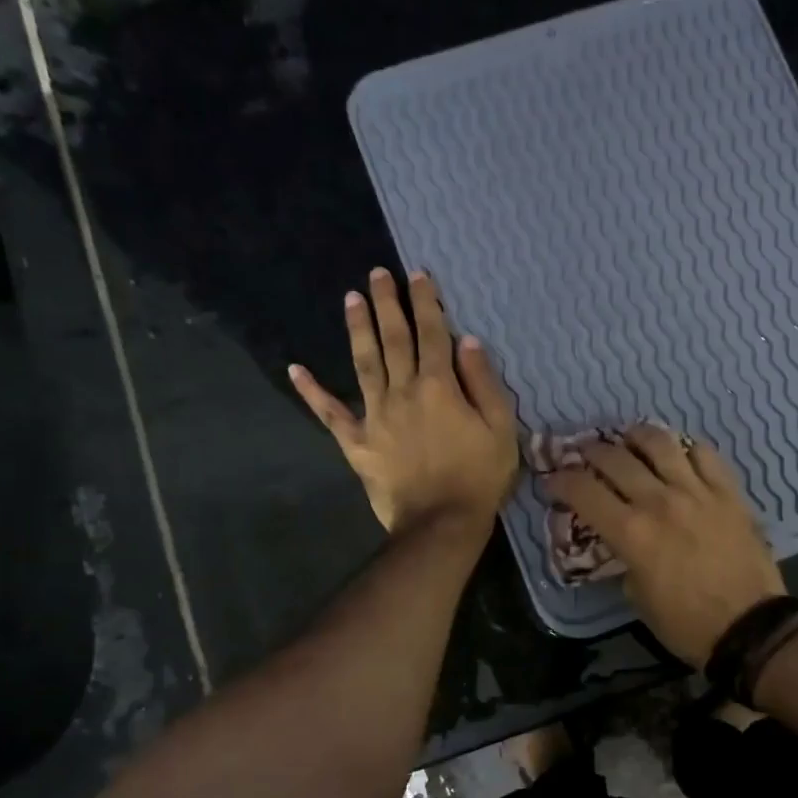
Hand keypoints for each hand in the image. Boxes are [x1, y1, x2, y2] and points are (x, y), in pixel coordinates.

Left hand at [289, 268, 518, 539]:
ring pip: (364, 363)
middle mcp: (402, 391)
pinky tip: (296, 370)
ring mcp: (375, 416)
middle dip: (387, 304)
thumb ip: (484, 383)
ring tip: (350, 299)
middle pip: (394, 340)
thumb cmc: (479, 476)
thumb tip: (468, 341)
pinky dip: (312, 392)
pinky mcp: (357, 443)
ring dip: (358, 329)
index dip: (425, 302)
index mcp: (439, 386)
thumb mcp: (501, 428)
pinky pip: (331, 414)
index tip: (417, 275)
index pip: (432, 334)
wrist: (441, 523)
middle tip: (377, 273)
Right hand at [545, 424, 784, 664]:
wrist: (750, 626)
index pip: (584, 491)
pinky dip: (686, 448)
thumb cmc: (686, 623)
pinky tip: (679, 454)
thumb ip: (623, 558)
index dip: (561, 480)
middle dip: (591, 452)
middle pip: (615, 458)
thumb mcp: (637, 596)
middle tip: (584, 454)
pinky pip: (705, 454)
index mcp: (631, 532)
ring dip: (636, 436)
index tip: (553, 479)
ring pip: (660, 443)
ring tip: (629, 438)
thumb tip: (620, 538)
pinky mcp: (728, 491)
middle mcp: (659, 501)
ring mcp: (697, 491)